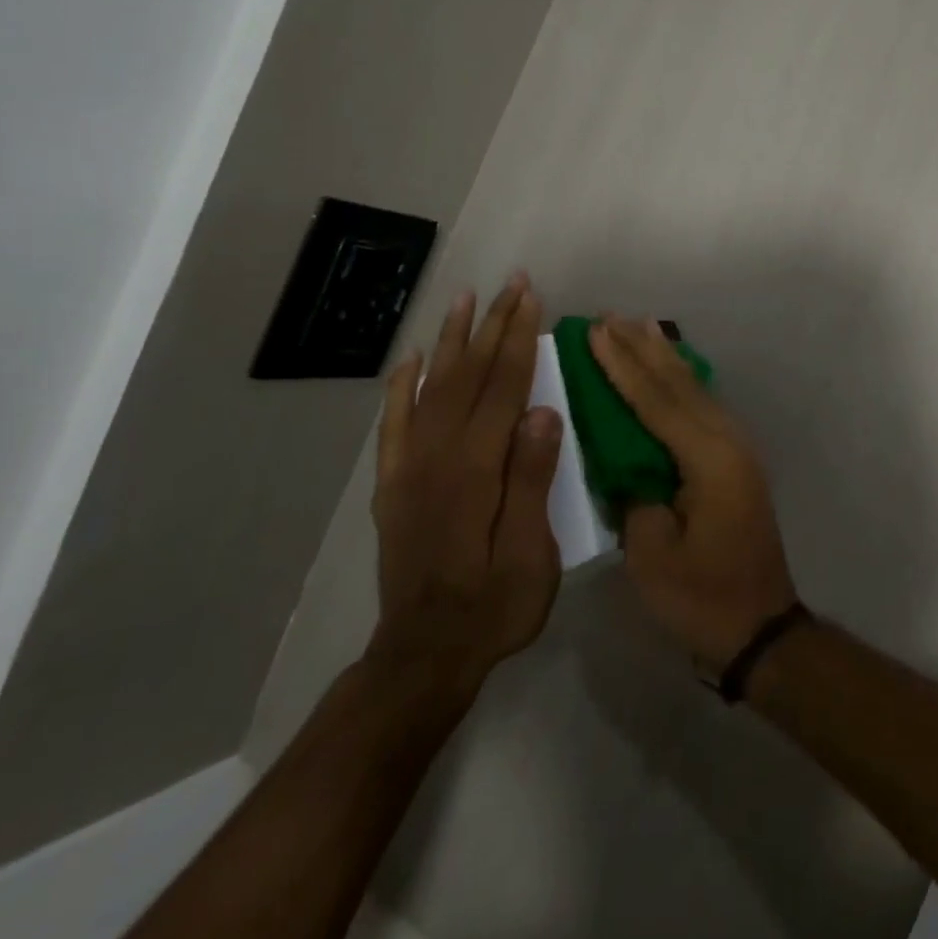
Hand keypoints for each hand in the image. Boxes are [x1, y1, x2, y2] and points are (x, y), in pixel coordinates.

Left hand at [368, 276, 562, 707]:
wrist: (424, 655)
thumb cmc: (494, 606)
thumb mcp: (530, 552)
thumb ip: (532, 480)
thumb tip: (543, 412)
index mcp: (477, 469)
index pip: (503, 388)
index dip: (518, 339)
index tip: (531, 297)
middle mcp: (438, 457)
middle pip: (469, 376)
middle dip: (492, 325)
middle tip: (510, 283)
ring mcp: (410, 469)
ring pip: (432, 388)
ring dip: (451, 341)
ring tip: (464, 300)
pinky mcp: (394, 486)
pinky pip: (394, 425)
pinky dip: (401, 388)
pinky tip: (412, 360)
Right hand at [589, 317, 798, 669]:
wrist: (761, 628)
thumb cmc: (703, 599)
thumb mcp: (653, 555)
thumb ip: (636, 497)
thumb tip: (627, 465)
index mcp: (709, 460)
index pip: (657, 402)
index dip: (623, 365)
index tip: (596, 332)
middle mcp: (728, 442)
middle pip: (679, 385)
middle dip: (642, 349)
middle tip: (611, 316)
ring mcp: (737, 451)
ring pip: (695, 391)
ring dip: (664, 359)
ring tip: (639, 326)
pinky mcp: (735, 464)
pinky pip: (703, 408)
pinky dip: (681, 384)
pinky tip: (670, 371)